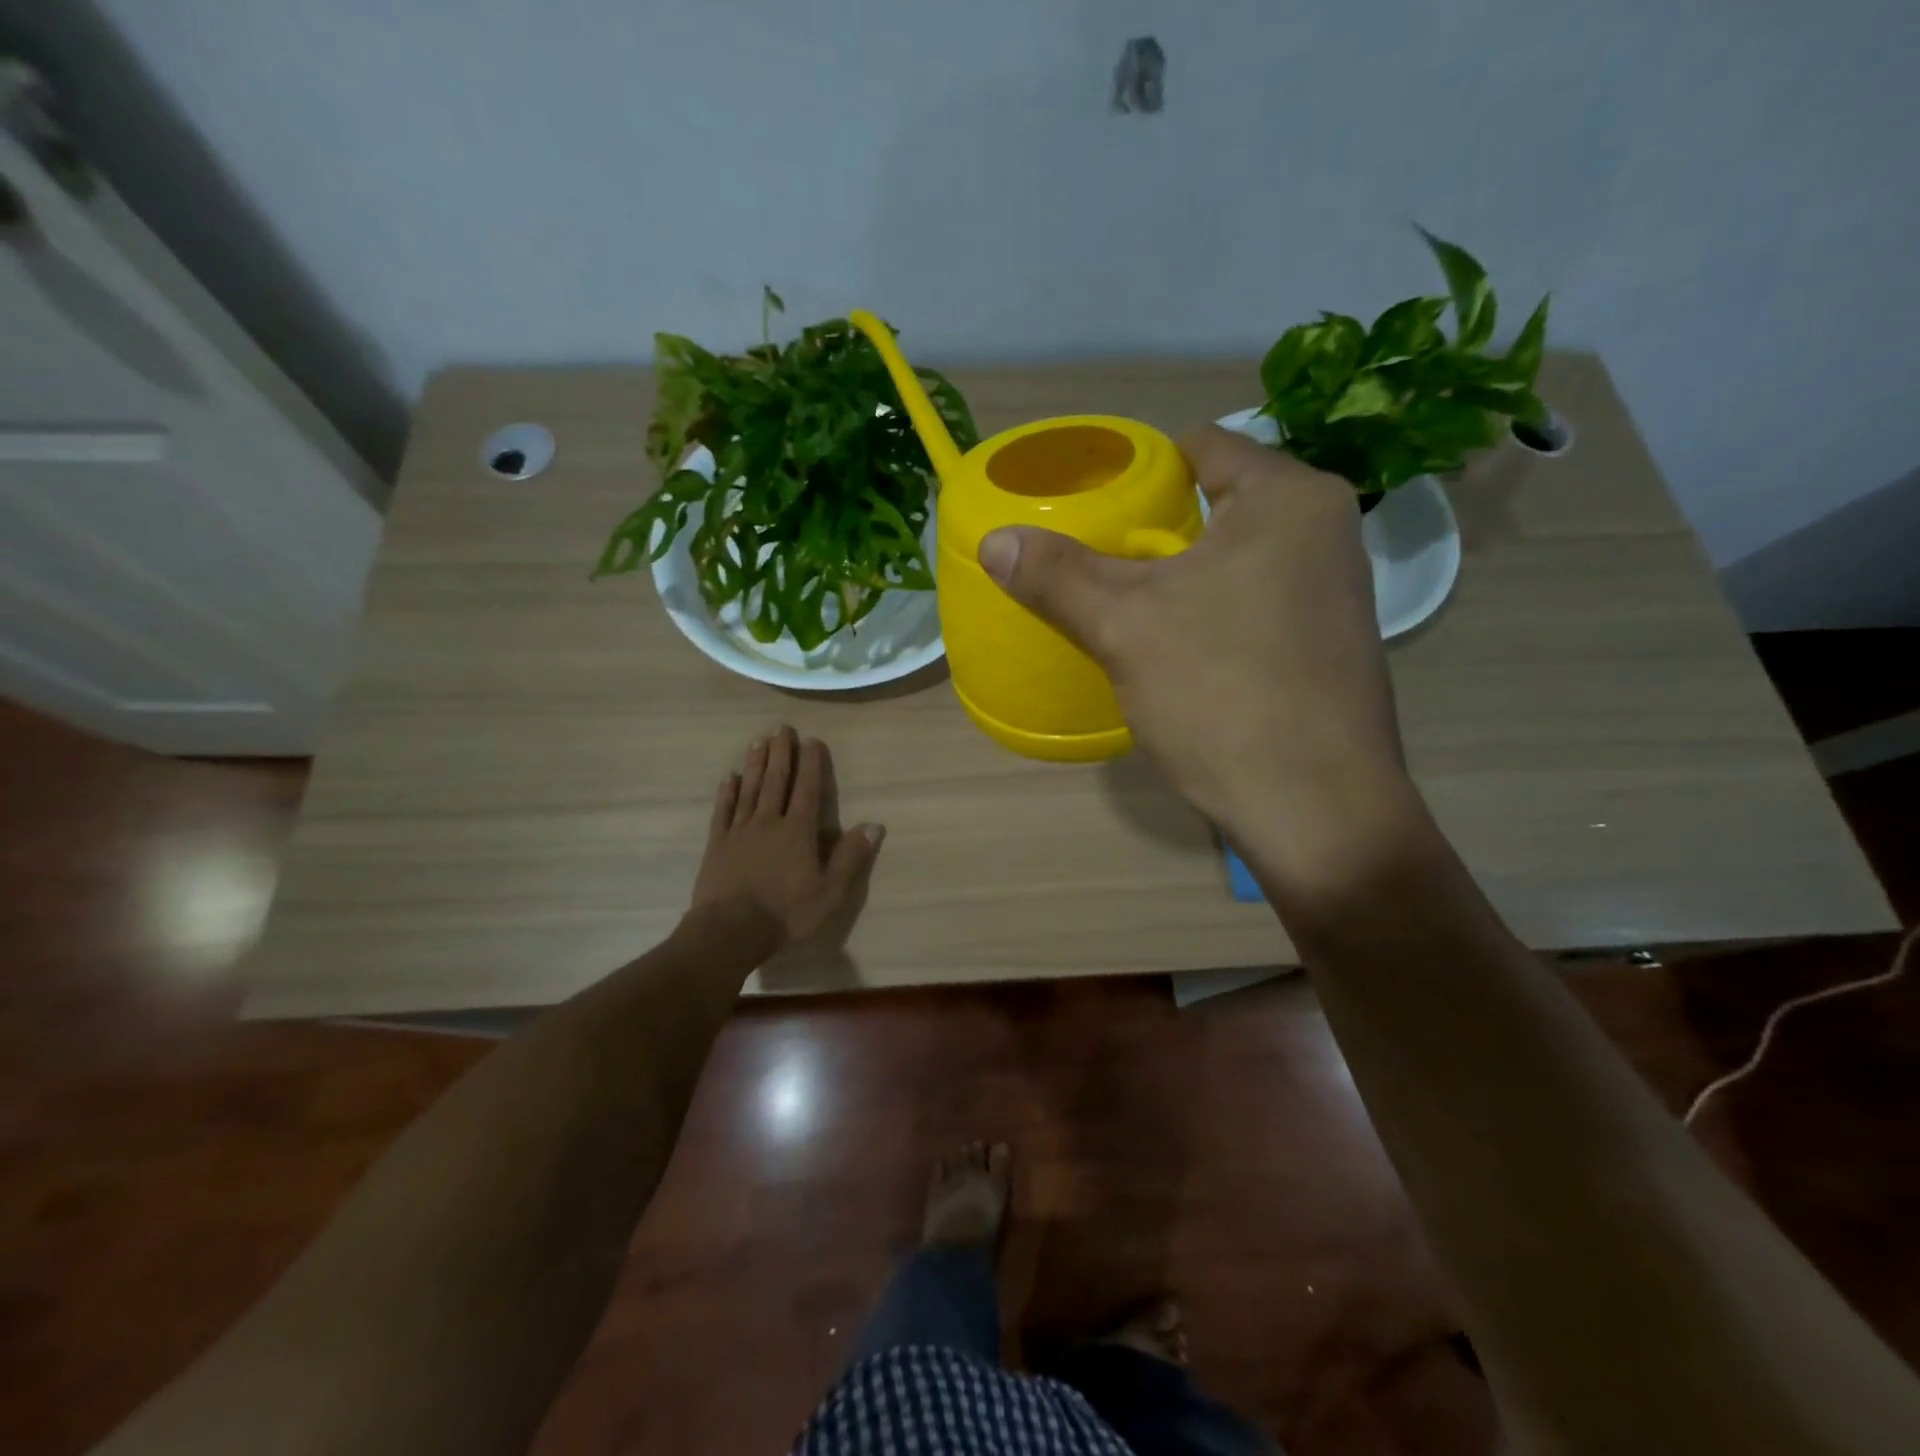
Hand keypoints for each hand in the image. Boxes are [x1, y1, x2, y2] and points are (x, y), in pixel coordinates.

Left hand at [689, 726, 883, 946]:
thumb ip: (851, 857)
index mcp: (798, 831)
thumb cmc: (786, 912)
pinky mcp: (718, 844)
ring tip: (757, 741)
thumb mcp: (830, 891)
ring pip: (748, 789)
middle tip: (781, 728)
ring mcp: (740, 831)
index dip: (810, 764)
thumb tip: (875, 825)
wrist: (730, 930)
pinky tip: (728, 778)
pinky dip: (727, 792)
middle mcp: (768, 822)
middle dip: (780, 753)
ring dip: (754, 764)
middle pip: (775, 781)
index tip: (811, 740)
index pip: (807, 789)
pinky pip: (723, 811)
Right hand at [977, 424, 1418, 893]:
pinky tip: (1176, 648)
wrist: (1316, 810)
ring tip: (1123, 602)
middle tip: (1093, 558)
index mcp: (1289, 498)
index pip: (1201, 446)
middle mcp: (1327, 530)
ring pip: (1235, 558)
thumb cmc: (1223, 695)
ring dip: (1180, 575)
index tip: (1090, 503)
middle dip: (1154, 529)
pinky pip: (1254, 601)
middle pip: (1218, 503)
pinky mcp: (1328, 643)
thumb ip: (1057, 575)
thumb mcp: (1125, 627)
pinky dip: (1211, 610)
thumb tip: (994, 540)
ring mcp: (1335, 591)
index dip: (1138, 469)